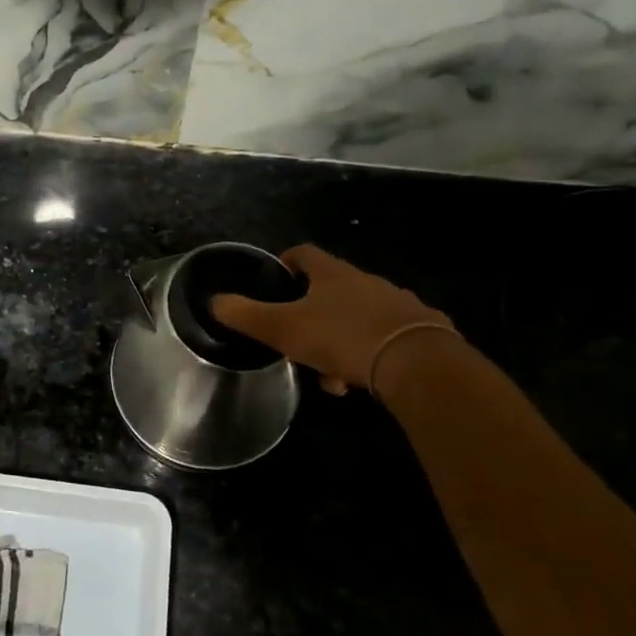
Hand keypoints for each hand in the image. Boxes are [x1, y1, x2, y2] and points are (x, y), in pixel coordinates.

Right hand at [209, 244, 457, 395]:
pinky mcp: (421, 329)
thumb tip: (214, 301)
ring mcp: (397, 303)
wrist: (416, 362)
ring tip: (332, 377)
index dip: (284, 263)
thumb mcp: (284, 328)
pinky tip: (362, 381)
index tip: (274, 281)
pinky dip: (368, 356)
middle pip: (330, 290)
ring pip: (357, 319)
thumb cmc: (342, 337)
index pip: (303, 253)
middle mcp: (367, 280)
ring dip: (339, 342)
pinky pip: (385, 338)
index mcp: (332, 273)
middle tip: (298, 343)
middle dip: (311, 316)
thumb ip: (246, 315)